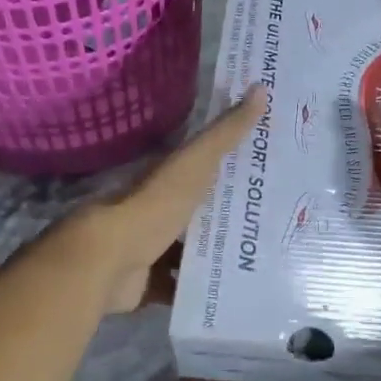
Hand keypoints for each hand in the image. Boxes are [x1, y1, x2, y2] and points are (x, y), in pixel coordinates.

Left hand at [74, 85, 269, 314]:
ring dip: (214, 255)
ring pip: (187, 252)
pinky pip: (176, 288)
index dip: (233, 167)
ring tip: (259, 261)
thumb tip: (260, 88)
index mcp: (166, 181)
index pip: (203, 168)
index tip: (268, 172)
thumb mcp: (194, 164)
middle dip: (227, 218)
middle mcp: (156, 212)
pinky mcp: (146, 285)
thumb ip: (225, 133)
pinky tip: (228, 291)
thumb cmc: (153, 207)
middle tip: (273, 223)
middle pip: (197, 213)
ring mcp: (148, 250)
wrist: (107, 261)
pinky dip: (195, 290)